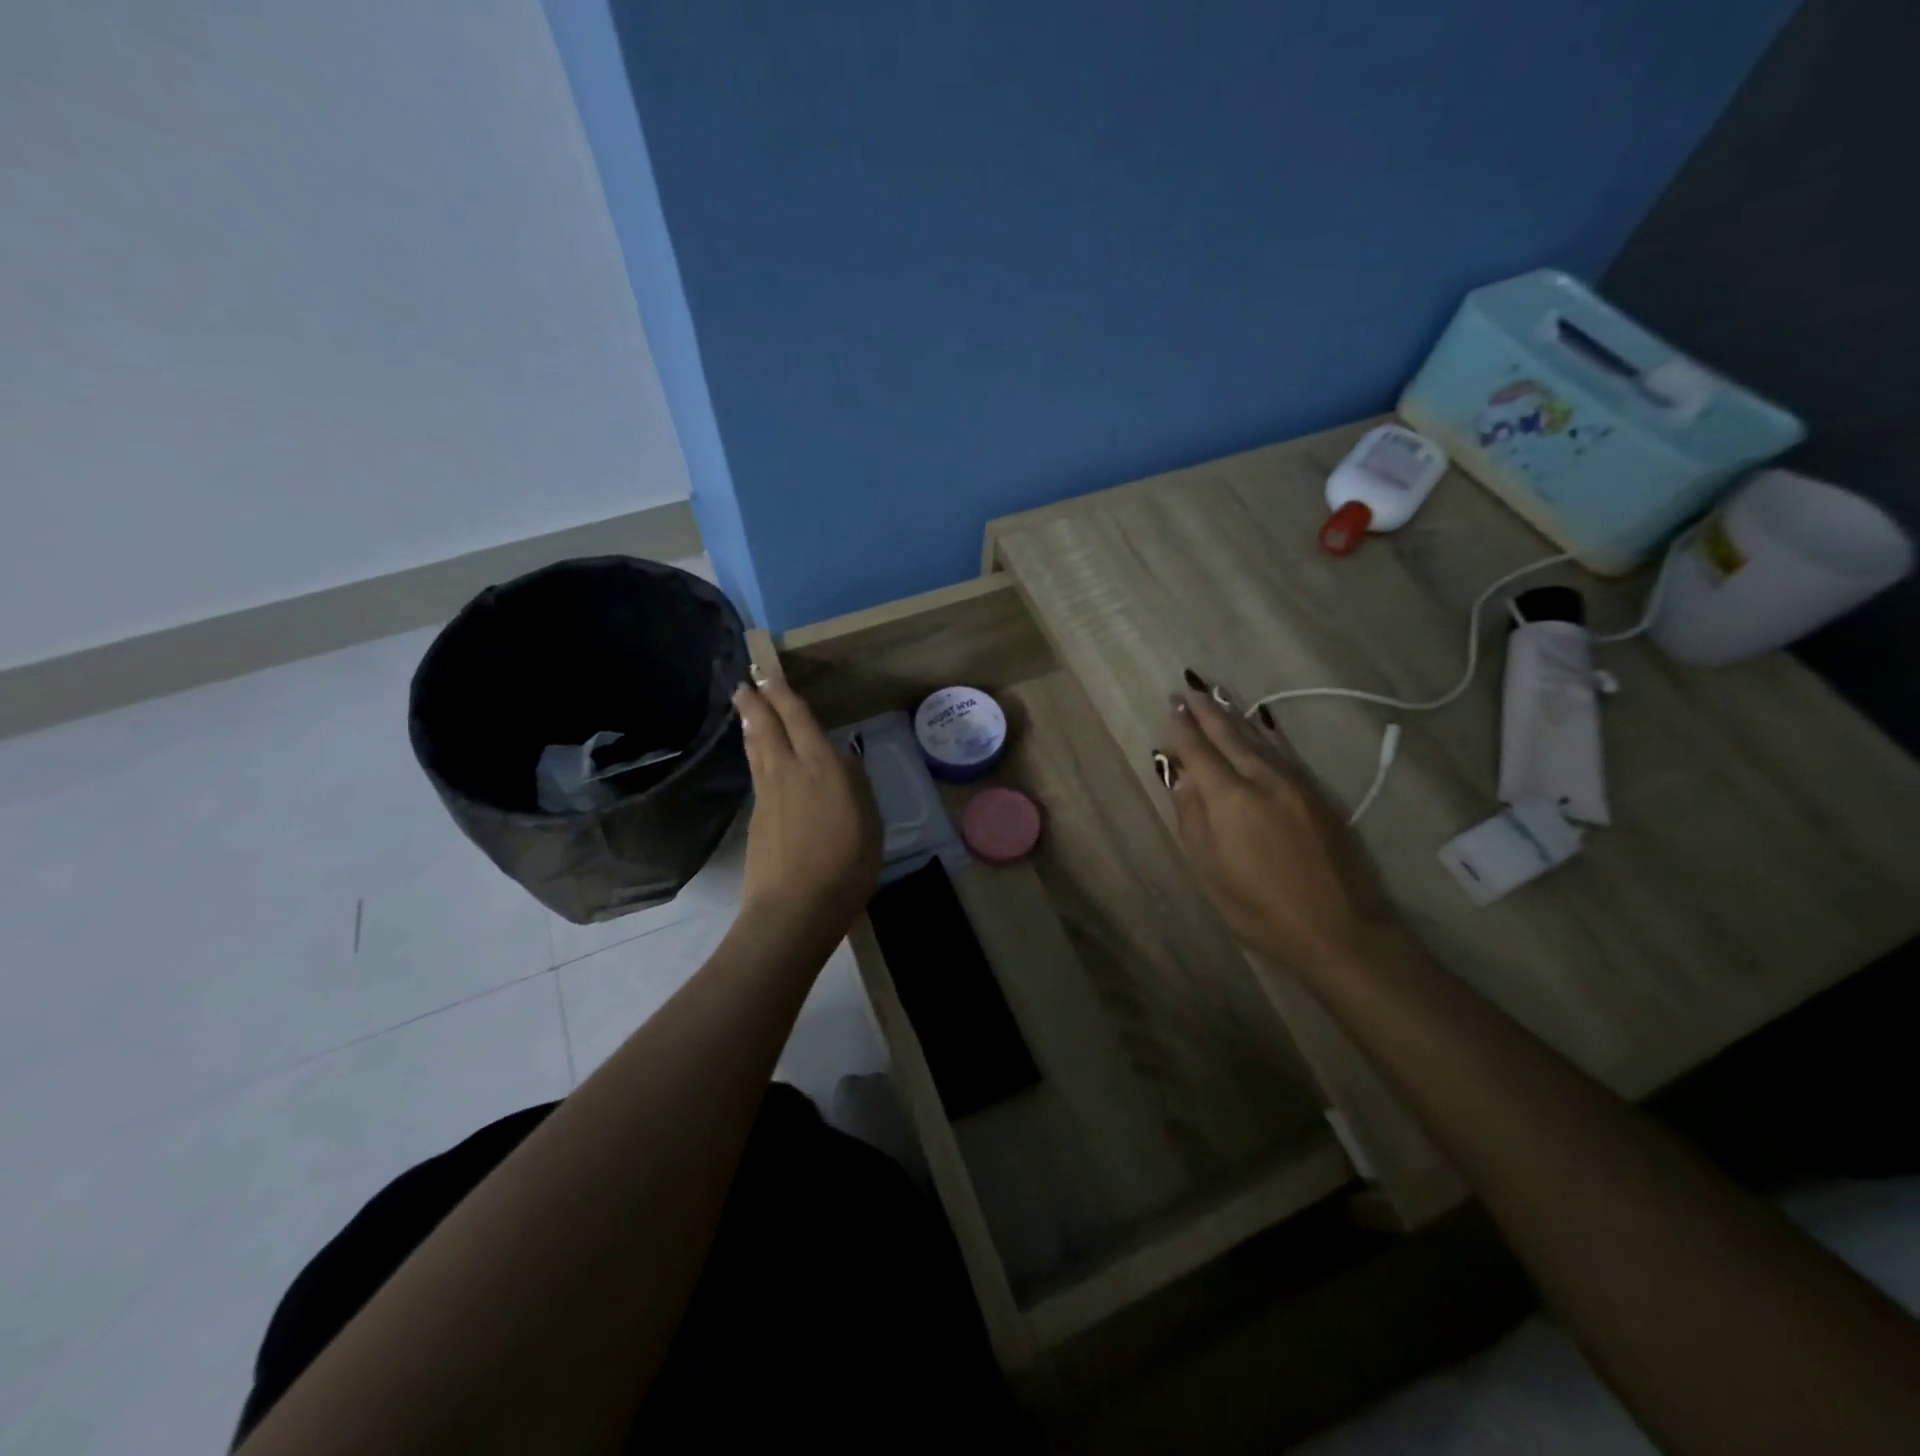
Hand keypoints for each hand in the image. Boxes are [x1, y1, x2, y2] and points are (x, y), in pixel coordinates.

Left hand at [731, 669, 881, 946]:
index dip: (782, 695)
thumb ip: (857, 787)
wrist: (794, 908)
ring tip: (744, 709)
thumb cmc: (845, 866)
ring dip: (750, 724)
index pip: (798, 719)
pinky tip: (758, 756)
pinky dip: (754, 753)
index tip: (768, 675)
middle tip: (745, 682)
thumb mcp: (870, 824)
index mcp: (822, 767)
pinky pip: (756, 772)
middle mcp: (789, 771)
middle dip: (755, 701)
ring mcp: (767, 794)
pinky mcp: (756, 817)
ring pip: (756, 748)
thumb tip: (844, 762)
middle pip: (766, 727)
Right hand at [1157, 677, 1396, 974]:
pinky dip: (1265, 733)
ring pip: (1259, 738)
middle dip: (1206, 711)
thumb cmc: (1260, 909)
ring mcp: (1295, 783)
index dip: (1182, 729)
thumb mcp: (1211, 870)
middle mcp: (1262, 779)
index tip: (1170, 706)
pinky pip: (1283, 751)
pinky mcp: (1318, 794)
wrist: (1340, 929)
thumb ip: (1193, 817)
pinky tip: (1260, 725)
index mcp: (1230, 798)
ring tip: (1216, 697)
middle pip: (1229, 734)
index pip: (1199, 751)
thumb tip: (1182, 776)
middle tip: (1188, 690)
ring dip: (1234, 715)